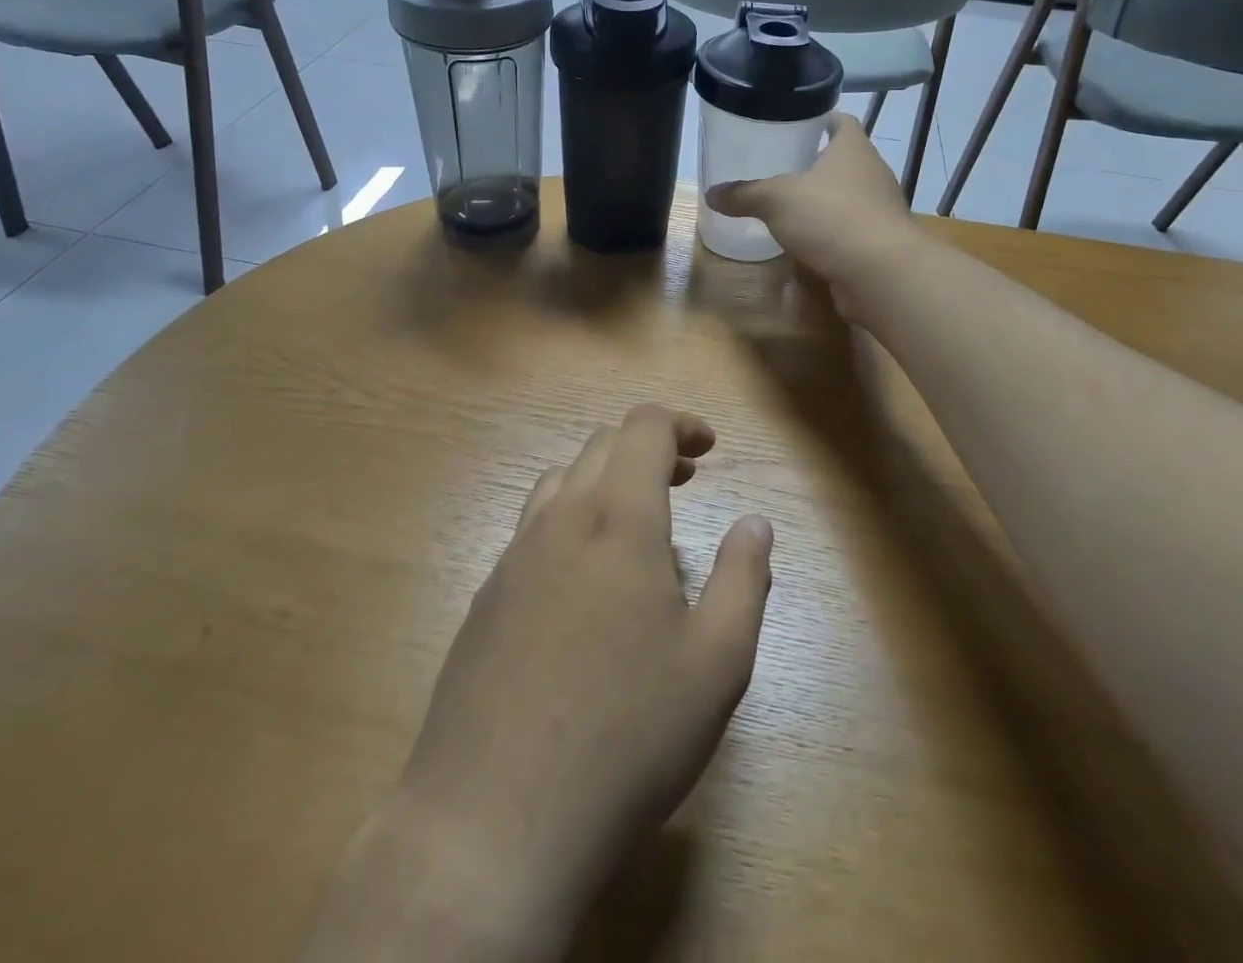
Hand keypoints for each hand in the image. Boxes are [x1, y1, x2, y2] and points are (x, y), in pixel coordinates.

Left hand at [329, 407, 774, 959]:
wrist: (492, 819)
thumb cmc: (626, 735)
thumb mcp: (716, 663)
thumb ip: (744, 579)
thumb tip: (756, 524)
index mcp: (618, 519)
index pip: (644, 428)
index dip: (681, 424)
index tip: (709, 448)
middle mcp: (560, 519)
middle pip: (601, 445)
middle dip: (648, 448)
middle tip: (685, 481)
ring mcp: (513, 556)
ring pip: (561, 481)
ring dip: (605, 479)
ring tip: (637, 523)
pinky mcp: (486, 595)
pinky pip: (532, 527)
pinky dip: (570, 519)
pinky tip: (585, 581)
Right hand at [705, 114, 921, 304]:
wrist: (881, 272)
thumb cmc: (831, 217)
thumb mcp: (776, 200)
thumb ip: (745, 194)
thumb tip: (711, 194)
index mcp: (853, 149)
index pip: (841, 121)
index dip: (820, 119)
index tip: (796, 123)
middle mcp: (872, 173)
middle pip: (844, 160)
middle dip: (816, 163)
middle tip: (781, 166)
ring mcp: (879, 209)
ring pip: (847, 196)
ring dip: (824, 200)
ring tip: (789, 205)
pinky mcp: (879, 242)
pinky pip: (850, 229)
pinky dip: (830, 232)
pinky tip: (806, 242)